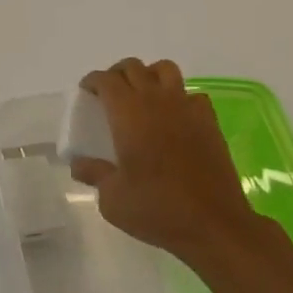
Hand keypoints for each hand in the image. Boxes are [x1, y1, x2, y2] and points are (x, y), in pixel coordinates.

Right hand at [70, 58, 259, 258]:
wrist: (214, 225)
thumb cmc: (157, 208)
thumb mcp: (112, 198)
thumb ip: (93, 173)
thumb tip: (78, 164)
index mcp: (127, 112)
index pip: (106, 79)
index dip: (92, 81)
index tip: (86, 92)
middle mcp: (155, 100)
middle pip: (133, 67)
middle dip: (117, 74)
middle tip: (110, 94)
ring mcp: (185, 107)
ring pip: (164, 69)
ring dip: (149, 75)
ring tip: (143, 95)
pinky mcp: (209, 121)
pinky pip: (192, 94)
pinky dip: (180, 97)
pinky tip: (175, 117)